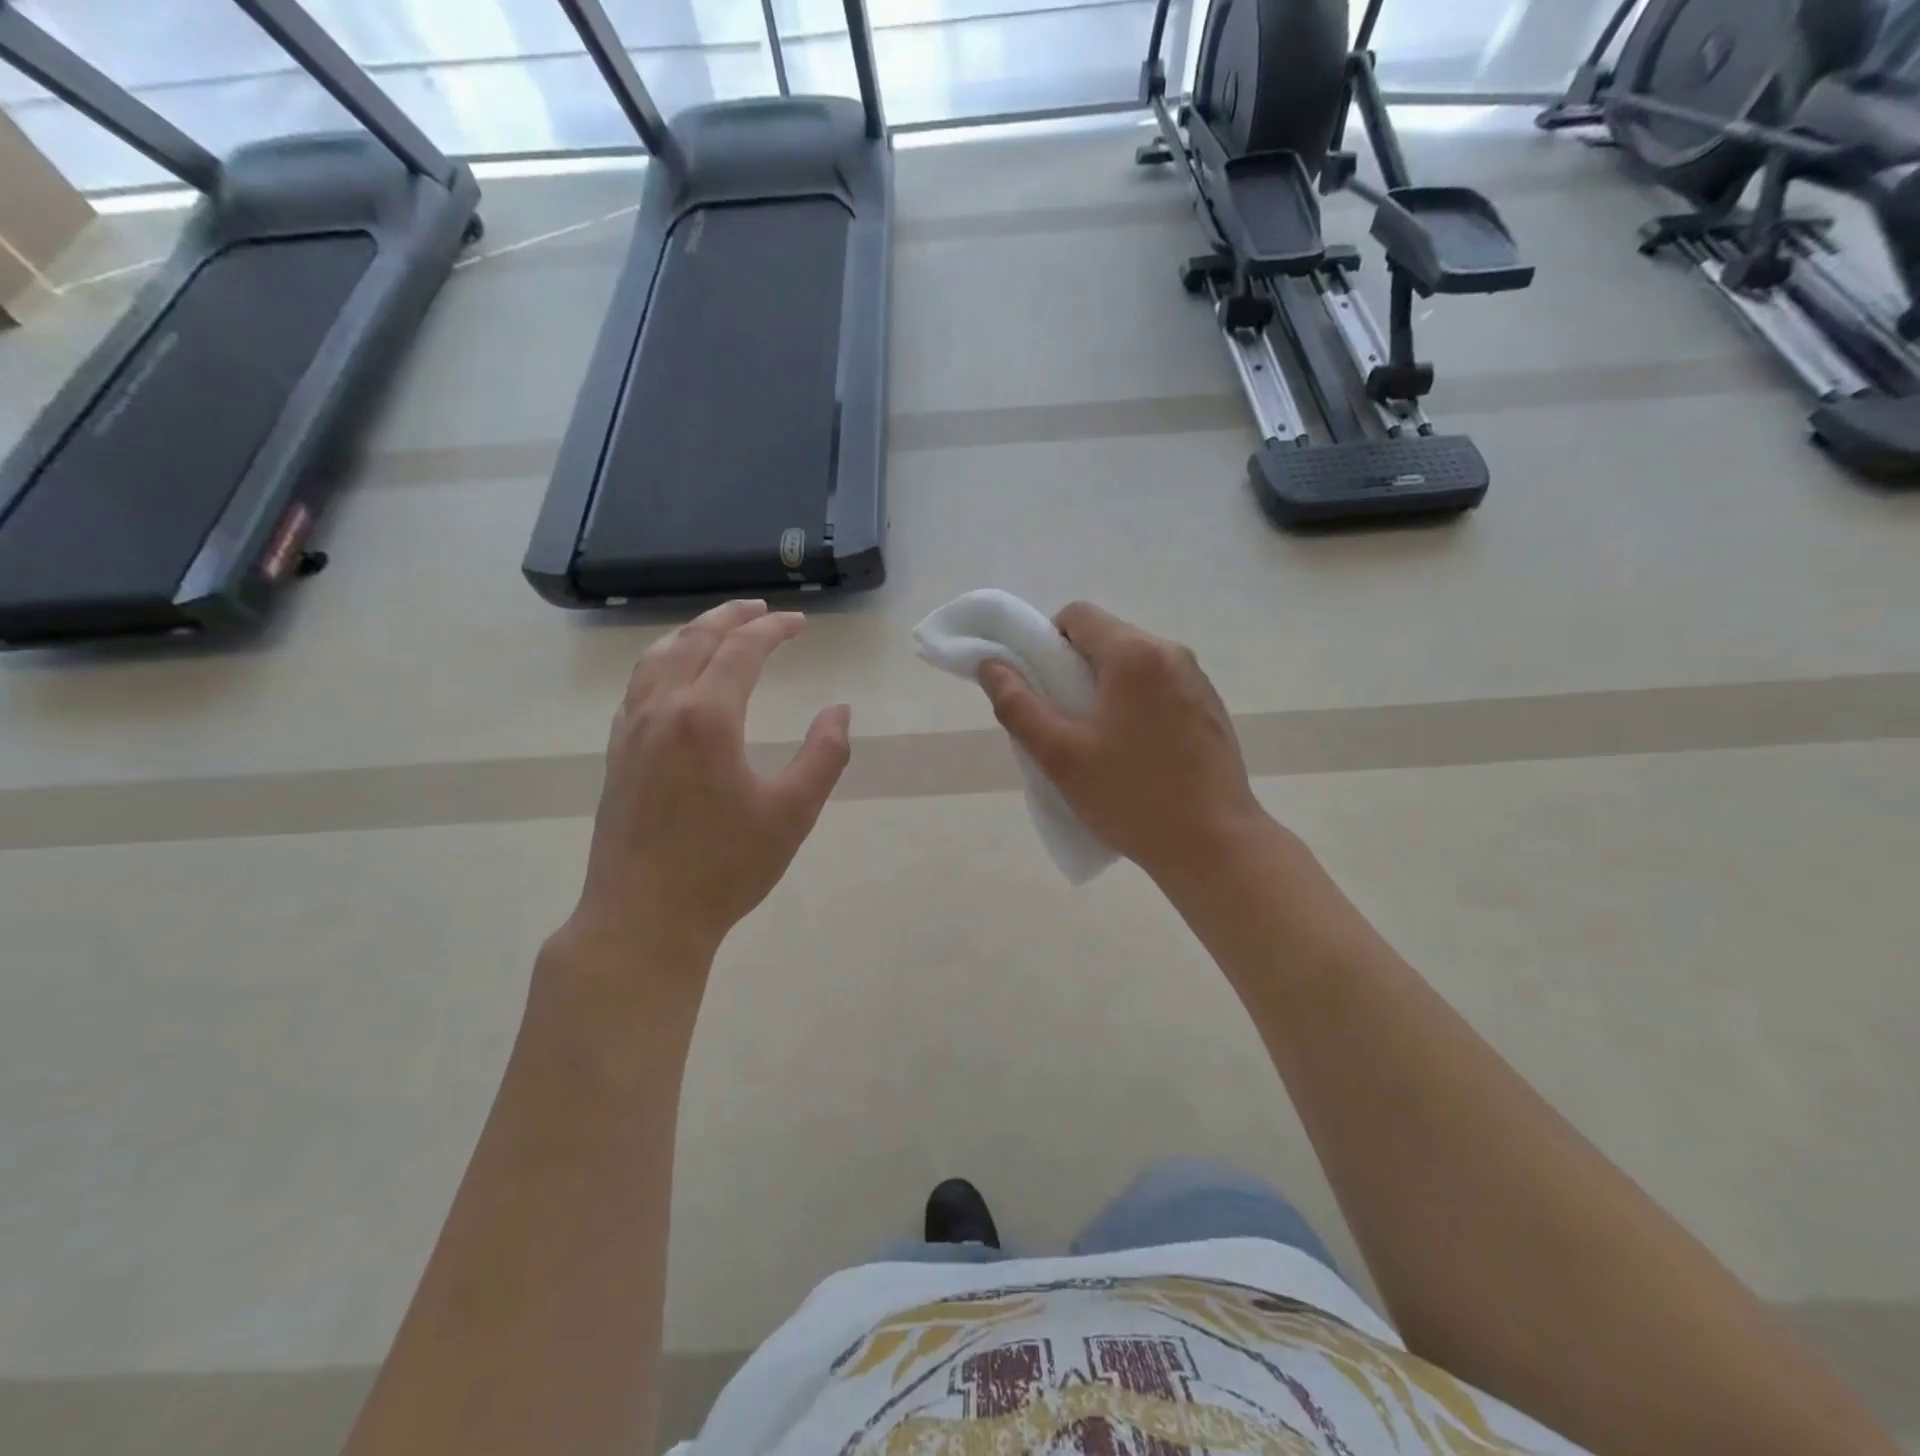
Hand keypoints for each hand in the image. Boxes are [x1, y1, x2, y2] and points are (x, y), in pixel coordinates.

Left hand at [565, 600, 851, 987]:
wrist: (643, 918)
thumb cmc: (725, 868)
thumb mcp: (792, 813)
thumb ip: (824, 756)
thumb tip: (839, 712)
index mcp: (707, 717)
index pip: (742, 650)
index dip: (774, 630)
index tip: (801, 623)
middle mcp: (663, 710)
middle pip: (694, 641)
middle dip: (731, 618)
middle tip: (762, 611)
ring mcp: (631, 731)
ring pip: (656, 658)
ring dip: (691, 634)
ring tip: (718, 630)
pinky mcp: (617, 755)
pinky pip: (638, 688)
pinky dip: (662, 664)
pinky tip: (673, 679)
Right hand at [977, 602, 1265, 885]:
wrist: (1213, 845)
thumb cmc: (1131, 797)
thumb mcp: (1060, 756)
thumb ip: (1017, 706)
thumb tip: (990, 665)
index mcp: (1135, 655)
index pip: (1077, 615)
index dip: (1047, 641)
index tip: (1040, 686)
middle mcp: (1172, 653)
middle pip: (1107, 637)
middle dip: (1075, 668)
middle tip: (1062, 719)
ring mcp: (1197, 680)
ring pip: (1134, 662)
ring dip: (1107, 686)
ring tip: (1098, 740)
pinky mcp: (1210, 707)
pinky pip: (1160, 685)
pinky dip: (1137, 702)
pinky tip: (1136, 750)